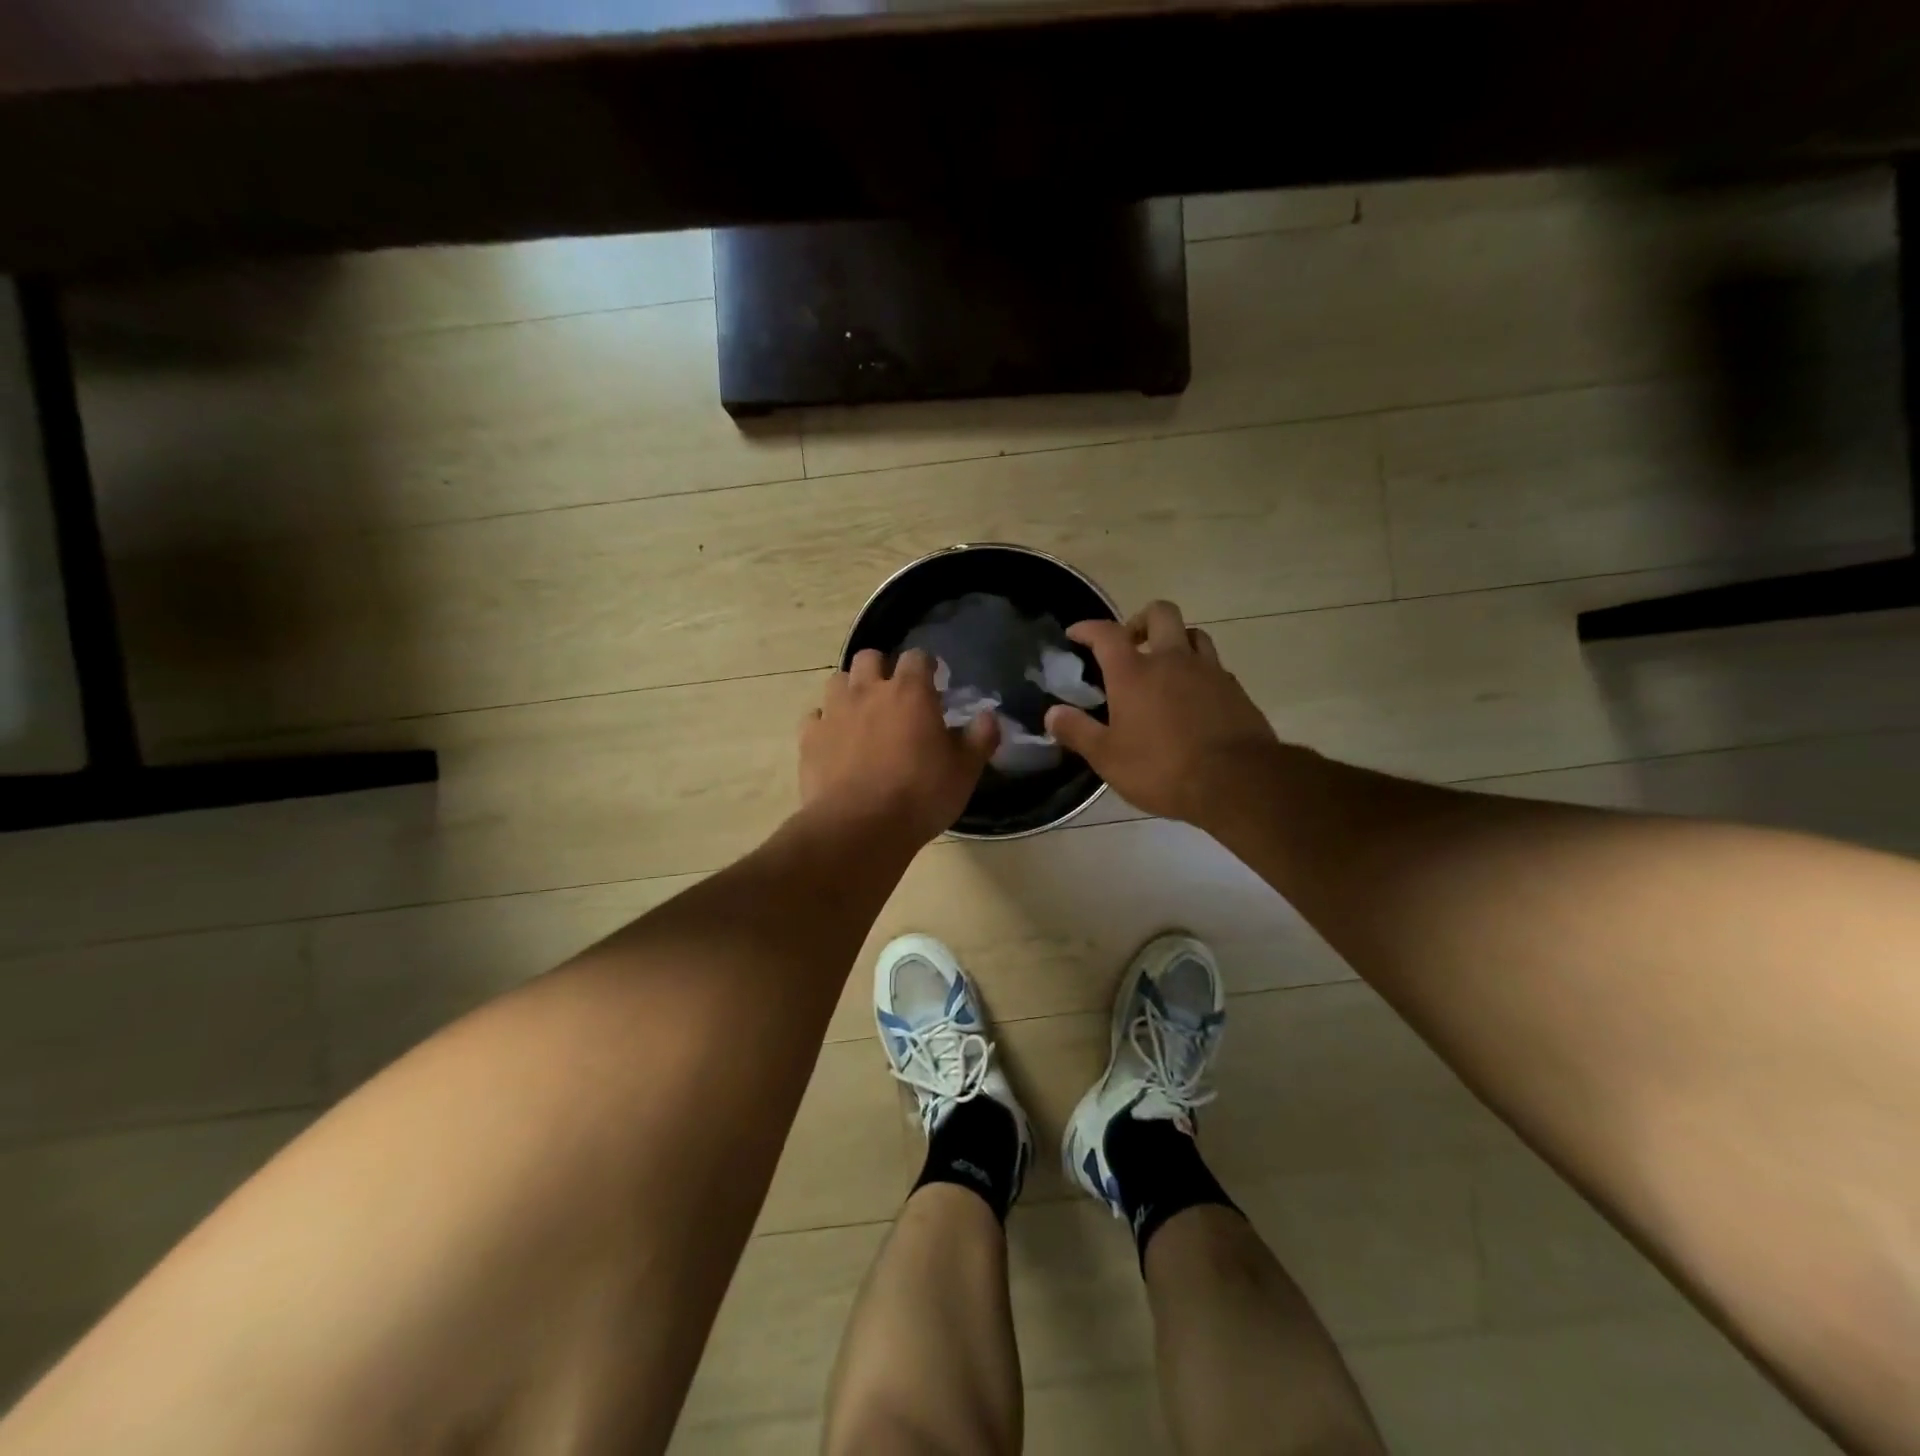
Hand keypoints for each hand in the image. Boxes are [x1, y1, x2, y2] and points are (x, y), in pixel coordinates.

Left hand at [800, 648, 999, 845]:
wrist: (860, 827)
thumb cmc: (921, 795)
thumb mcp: (964, 771)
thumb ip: (980, 739)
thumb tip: (989, 716)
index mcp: (910, 693)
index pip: (917, 657)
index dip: (926, 666)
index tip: (933, 681)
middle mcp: (868, 691)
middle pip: (869, 657)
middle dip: (882, 668)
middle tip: (894, 695)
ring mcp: (834, 713)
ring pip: (837, 681)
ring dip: (850, 691)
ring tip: (862, 715)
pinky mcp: (809, 738)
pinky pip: (814, 717)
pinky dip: (825, 723)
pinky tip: (834, 741)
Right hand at [1045, 601, 1282, 829]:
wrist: (1236, 782)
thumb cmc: (1162, 769)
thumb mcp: (1108, 758)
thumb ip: (1078, 732)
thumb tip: (1052, 714)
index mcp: (1134, 673)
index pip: (1106, 633)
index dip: (1088, 628)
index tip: (1076, 634)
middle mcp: (1172, 660)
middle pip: (1160, 613)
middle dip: (1141, 620)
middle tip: (1130, 644)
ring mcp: (1209, 671)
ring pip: (1194, 634)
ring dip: (1176, 640)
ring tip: (1165, 665)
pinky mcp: (1235, 690)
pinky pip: (1215, 666)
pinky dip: (1200, 671)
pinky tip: (1194, 695)